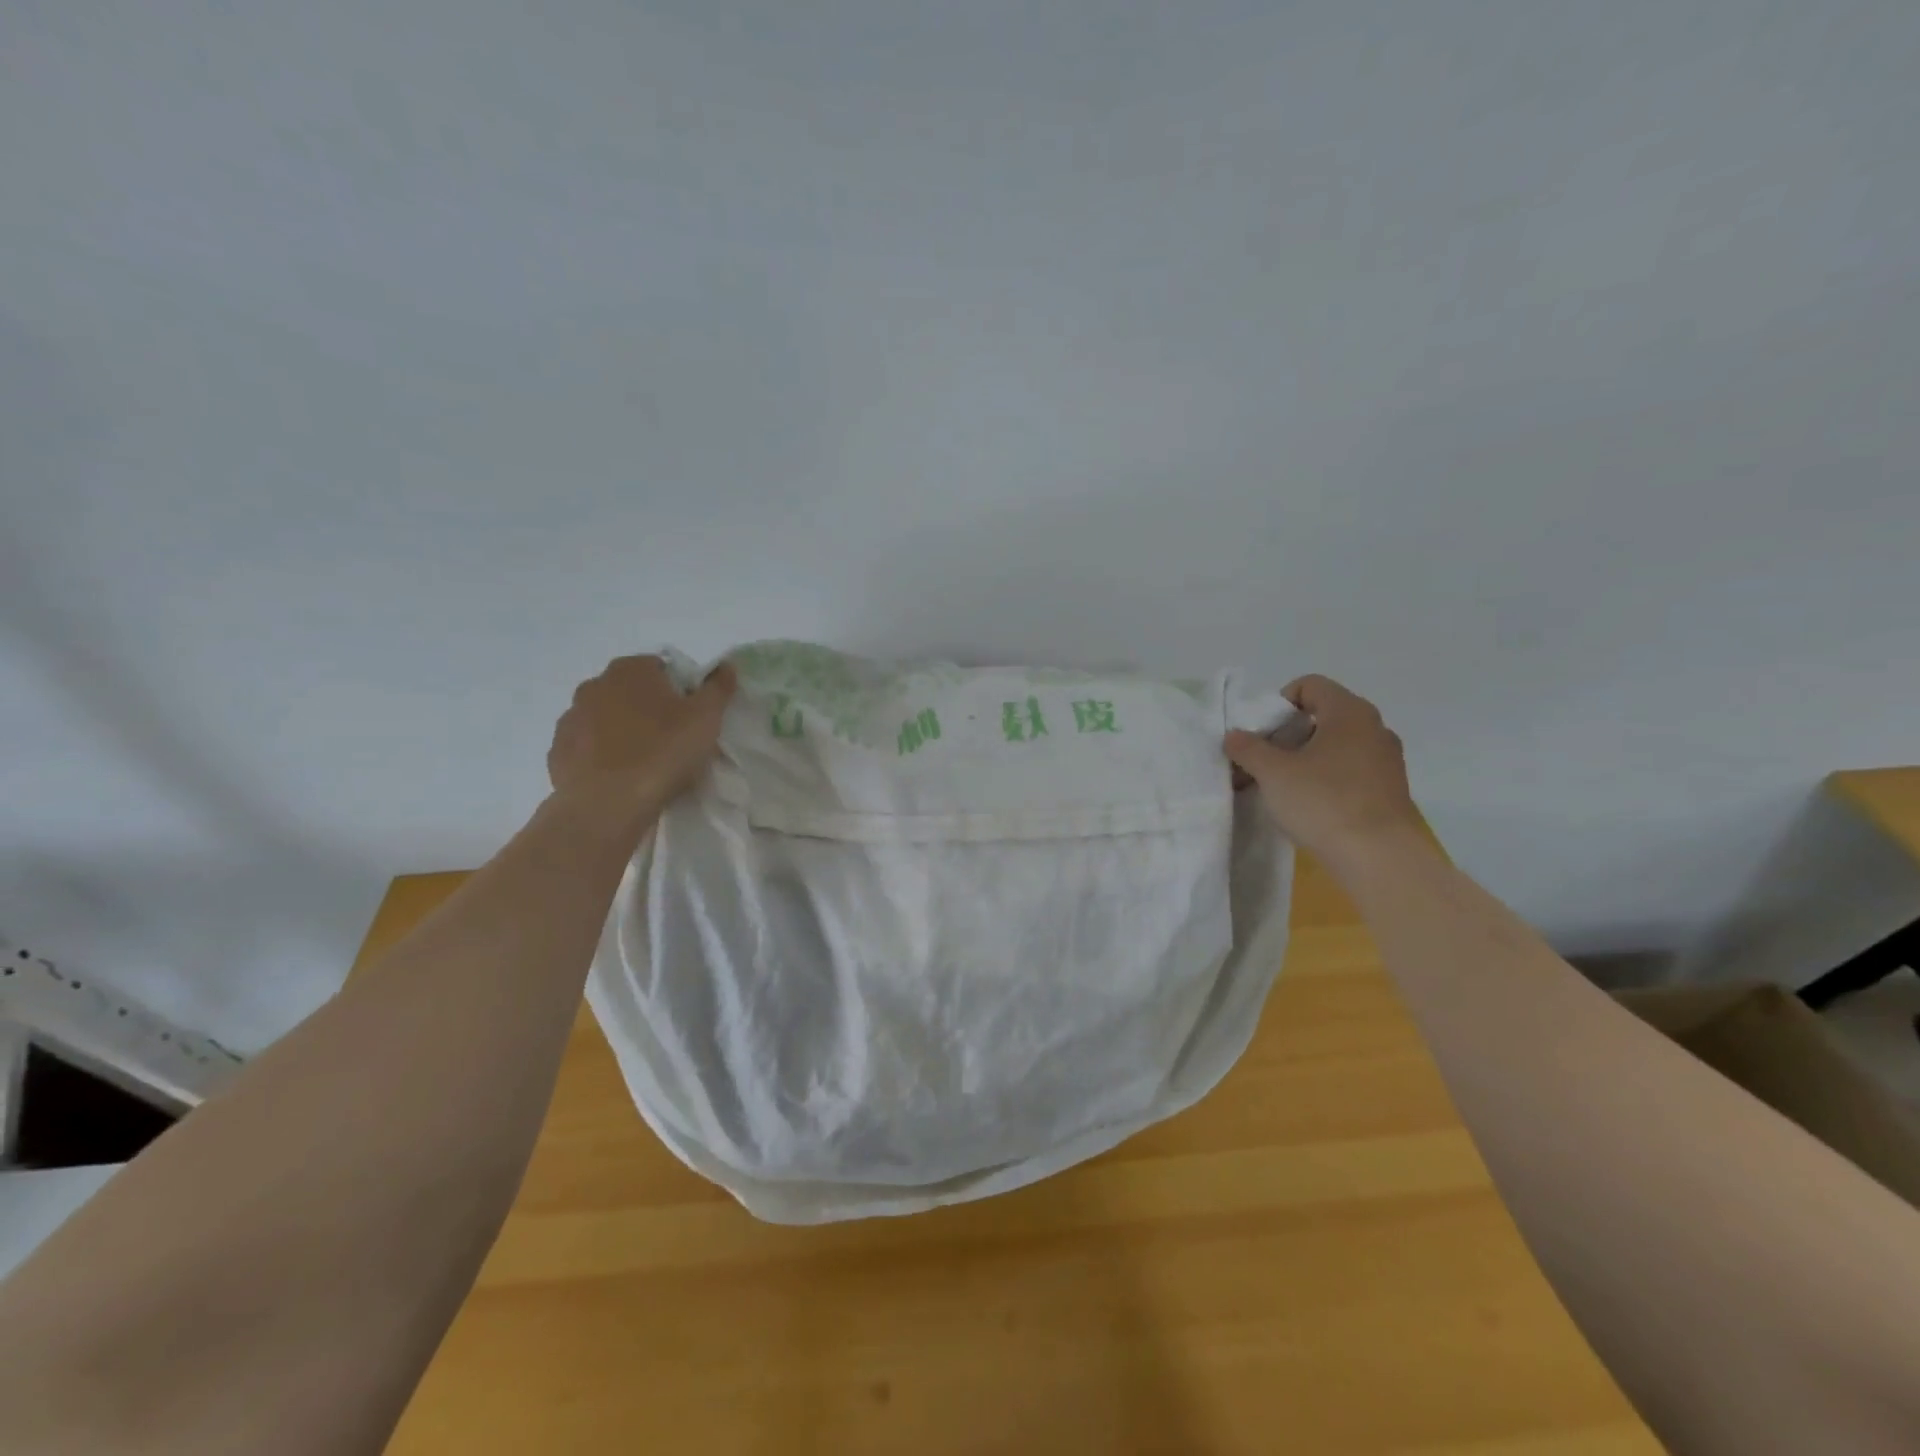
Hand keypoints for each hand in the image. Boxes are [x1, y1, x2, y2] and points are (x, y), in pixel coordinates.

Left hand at [547, 655, 735, 809]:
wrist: (607, 805)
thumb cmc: (663, 752)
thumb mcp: (706, 718)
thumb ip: (718, 687)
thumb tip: (726, 665)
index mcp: (631, 670)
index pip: (662, 668)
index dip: (681, 691)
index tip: (692, 718)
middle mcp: (594, 685)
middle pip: (632, 692)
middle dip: (650, 710)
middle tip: (672, 740)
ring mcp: (570, 719)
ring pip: (606, 719)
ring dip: (624, 732)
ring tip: (645, 763)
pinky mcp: (557, 752)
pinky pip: (587, 748)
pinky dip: (602, 756)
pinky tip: (620, 778)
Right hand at [1224, 675, 1424, 870]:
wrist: (1380, 858)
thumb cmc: (1324, 801)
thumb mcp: (1273, 772)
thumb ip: (1248, 748)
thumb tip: (1234, 736)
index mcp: (1349, 712)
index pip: (1310, 685)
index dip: (1279, 703)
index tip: (1262, 734)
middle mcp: (1374, 728)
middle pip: (1321, 716)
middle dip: (1286, 735)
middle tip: (1262, 762)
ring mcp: (1385, 760)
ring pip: (1334, 746)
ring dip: (1303, 759)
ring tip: (1279, 788)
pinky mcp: (1389, 790)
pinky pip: (1349, 771)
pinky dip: (1324, 779)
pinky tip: (1307, 805)